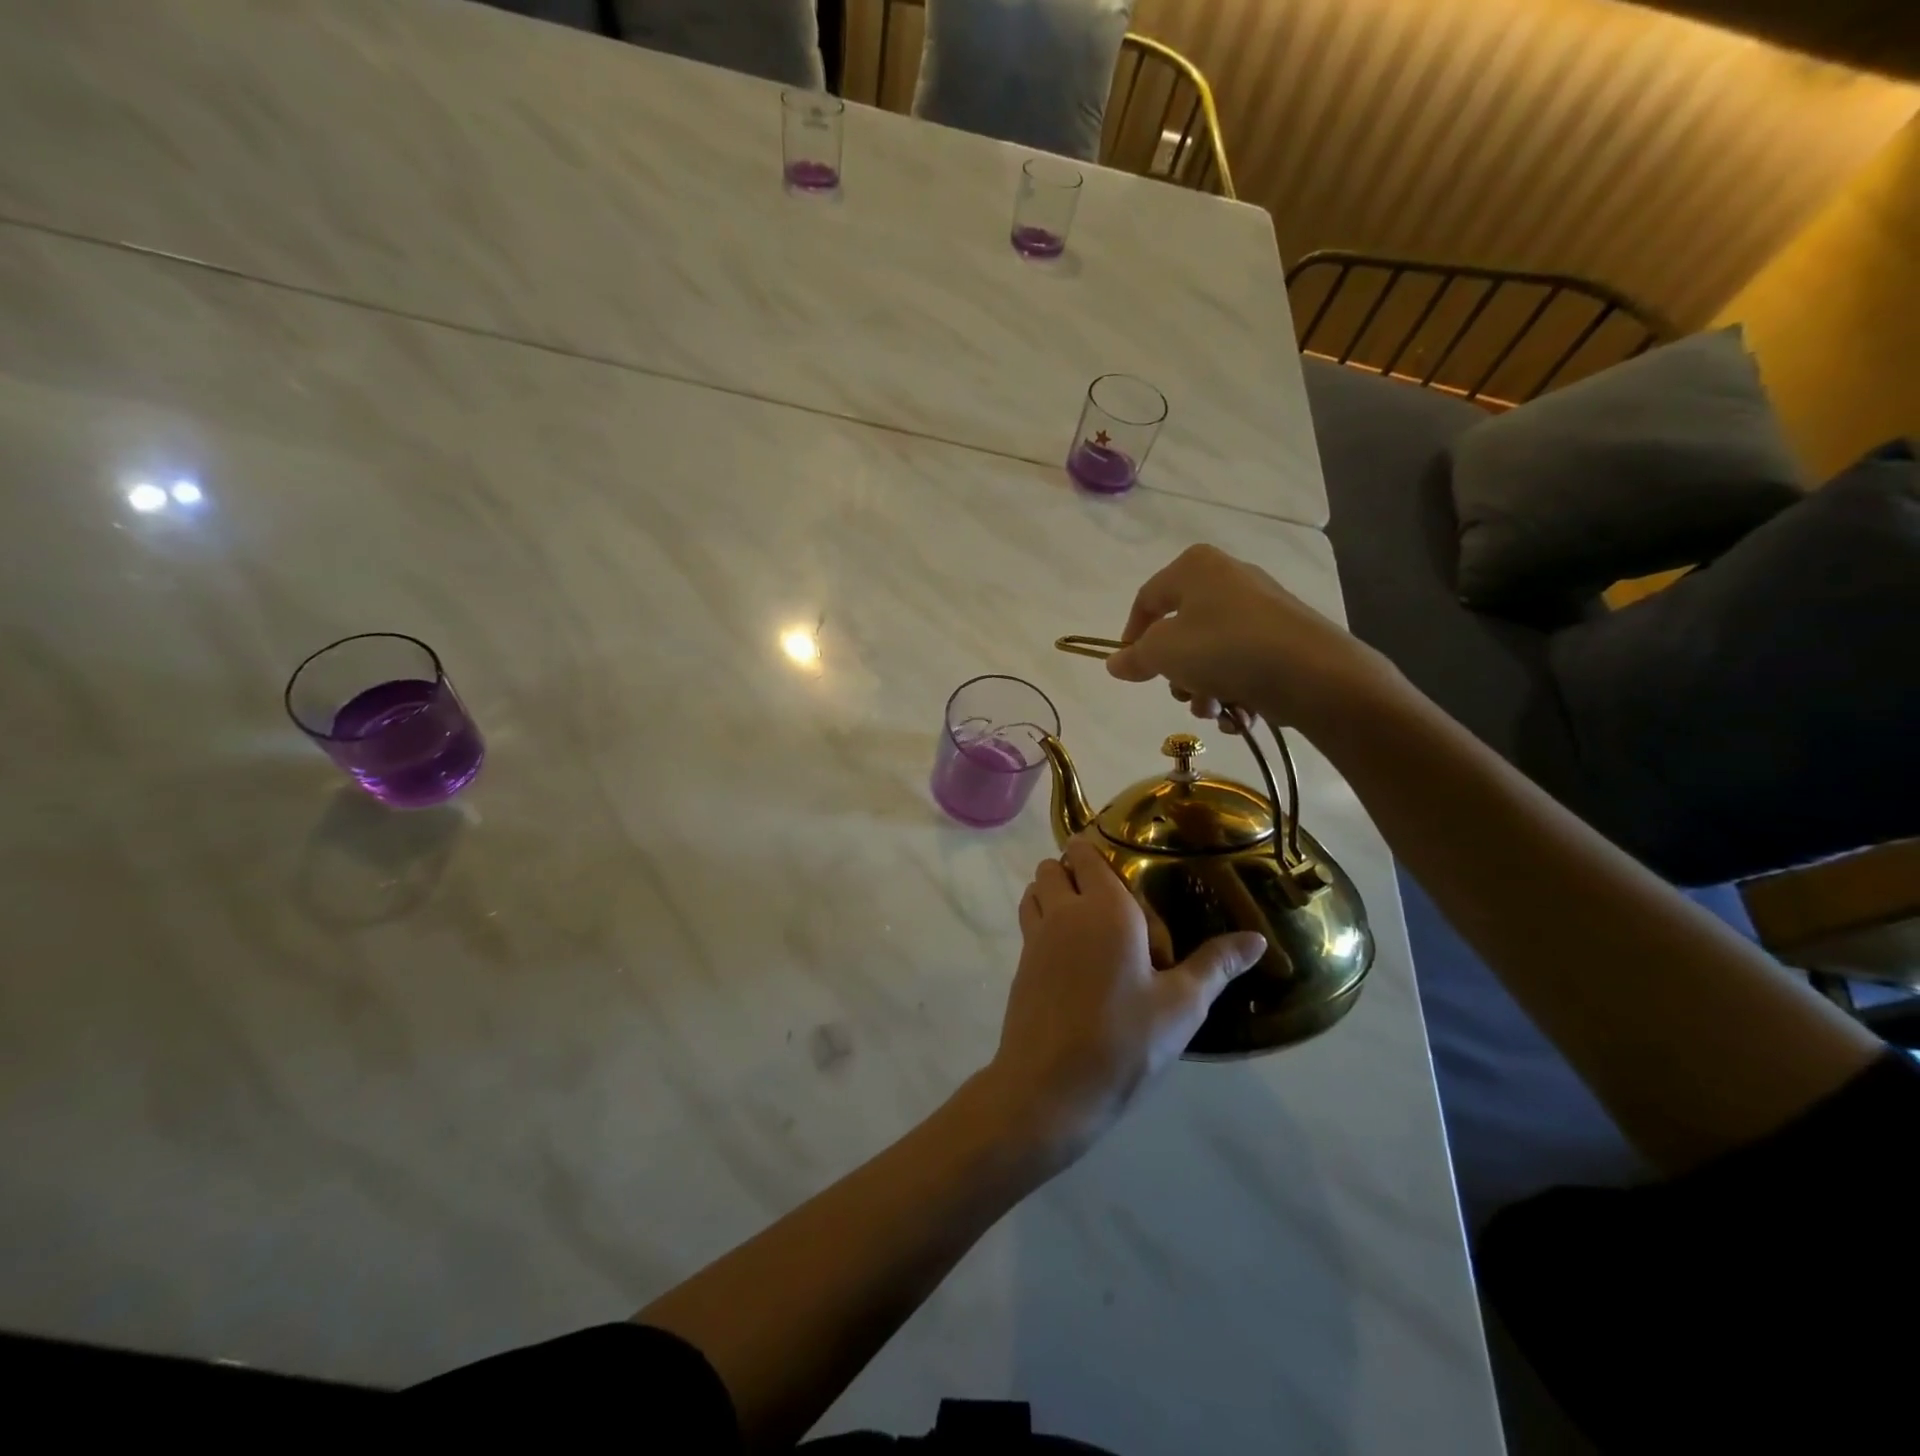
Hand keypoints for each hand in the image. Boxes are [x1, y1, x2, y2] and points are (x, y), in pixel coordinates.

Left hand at [986, 839, 1265, 1163]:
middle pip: (1053, 867)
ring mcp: (1035, 938)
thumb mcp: (1181, 1005)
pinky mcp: (1020, 966)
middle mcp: (1064, 912)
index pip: (1086, 853)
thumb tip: (1258, 939)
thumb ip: (1216, 965)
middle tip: (1110, 899)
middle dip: (1074, 870)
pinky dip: (1043, 922)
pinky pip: (1029, 923)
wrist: (1049, 1088)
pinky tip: (1072, 958)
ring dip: (1053, 893)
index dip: (1097, 850)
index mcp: (1104, 908)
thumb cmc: (1124, 1041)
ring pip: (1034, 891)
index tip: (1121, 862)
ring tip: (1087, 923)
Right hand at [1102, 544, 1390, 732]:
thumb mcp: (1164, 653)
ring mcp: (1261, 608)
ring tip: (1214, 710)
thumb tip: (1115, 662)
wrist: (1314, 673)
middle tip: (1181, 693)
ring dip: (1204, 688)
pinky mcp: (1285, 638)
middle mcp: (1229, 578)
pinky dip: (1235, 690)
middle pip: (1181, 630)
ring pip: (1212, 653)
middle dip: (1177, 672)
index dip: (1131, 635)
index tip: (1130, 668)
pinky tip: (1240, 713)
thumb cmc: (1225, 649)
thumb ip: (1135, 657)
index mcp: (1195, 568)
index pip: (1147, 599)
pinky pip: (1244, 663)